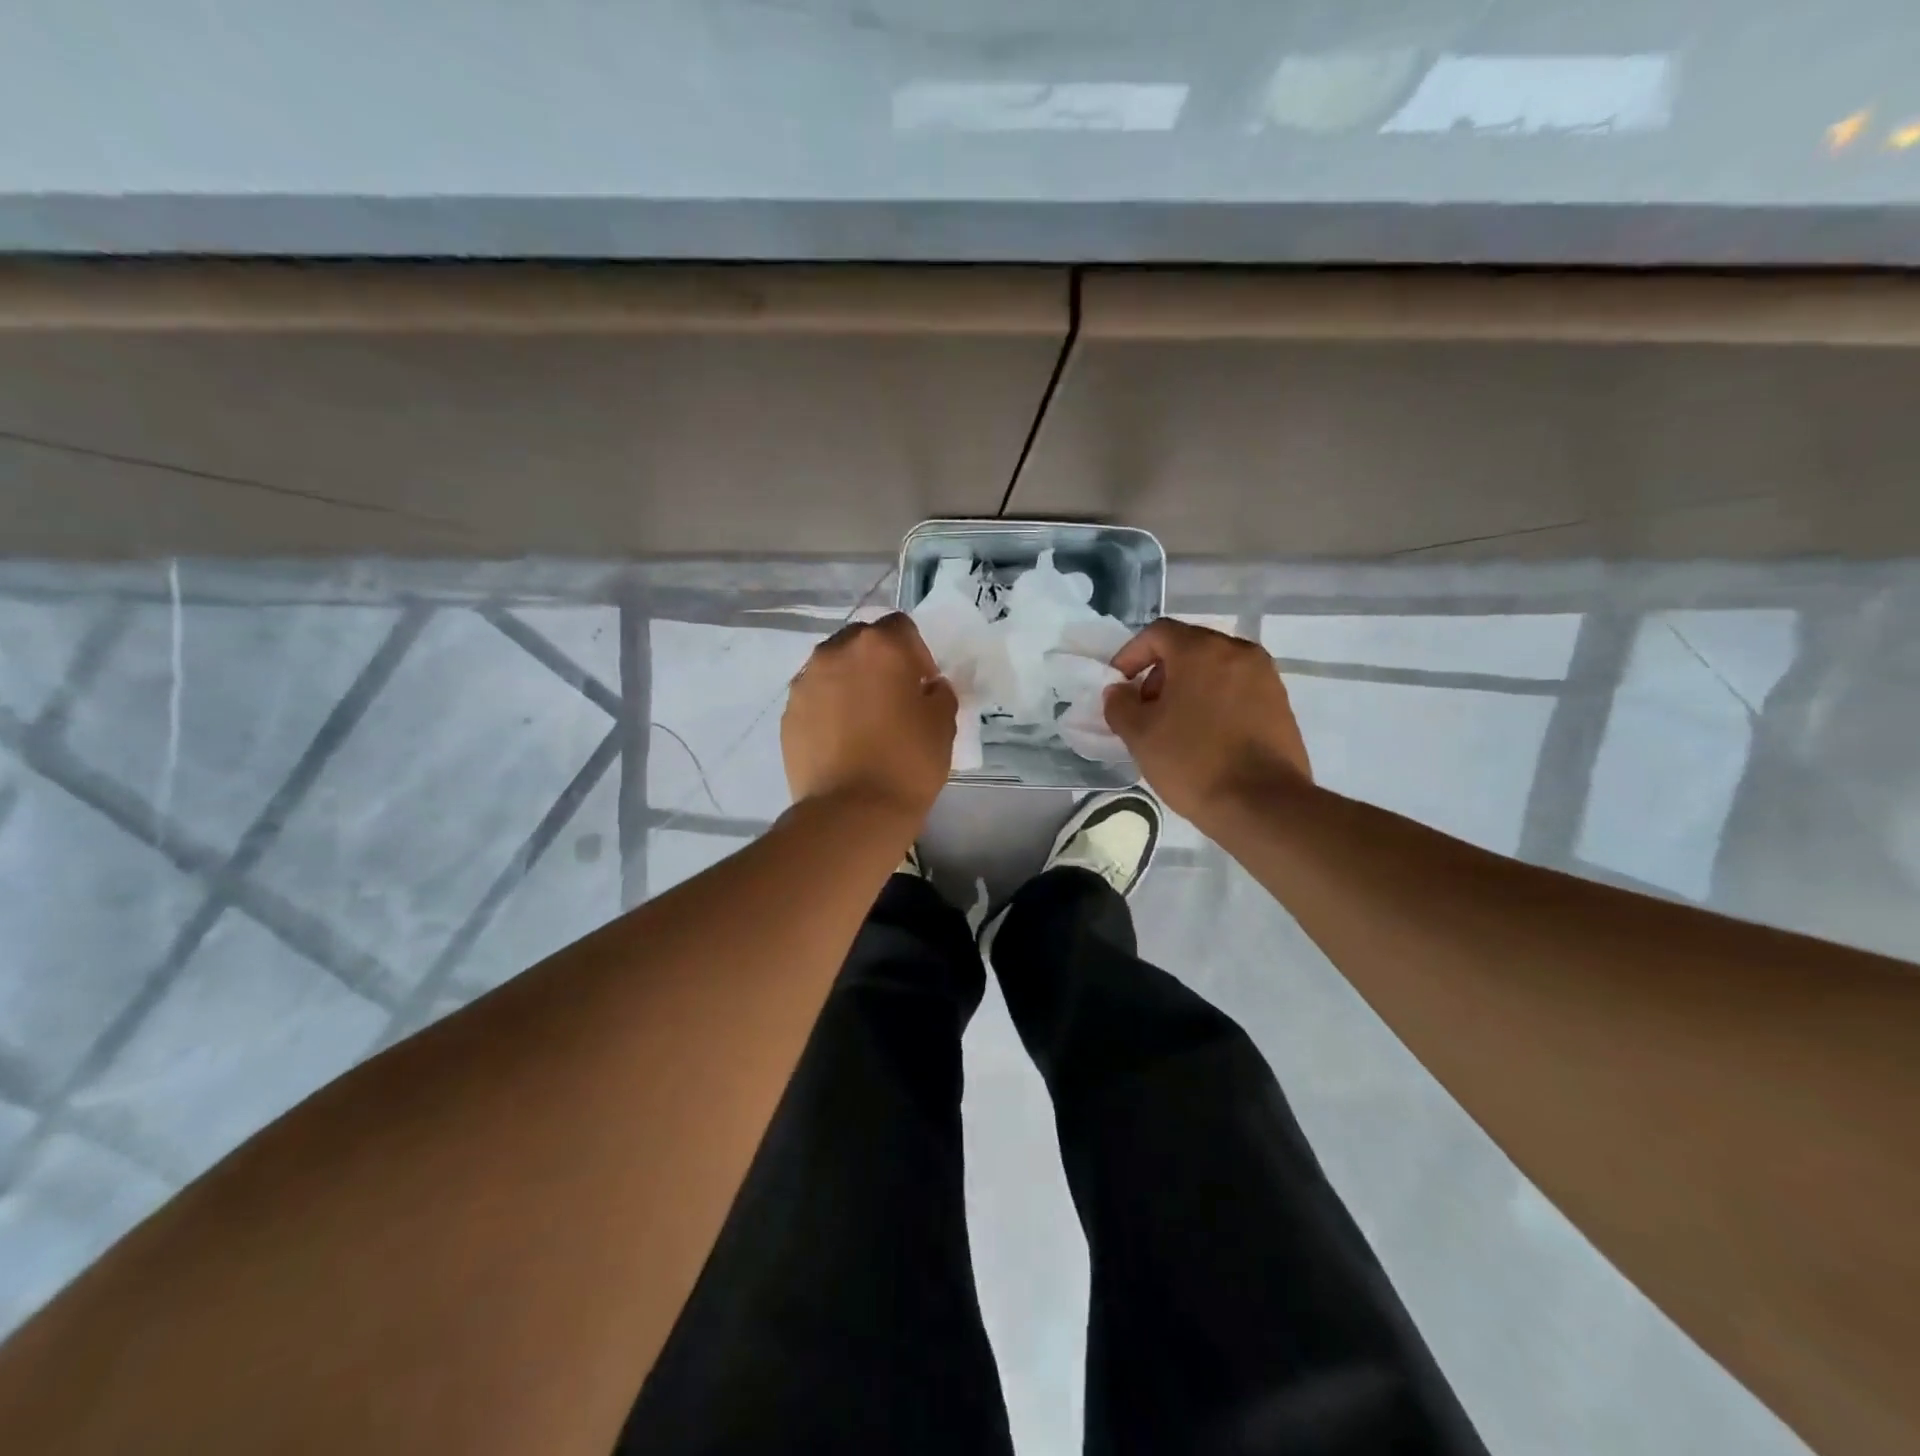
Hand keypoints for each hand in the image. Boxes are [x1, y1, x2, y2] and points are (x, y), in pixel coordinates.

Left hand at [782, 613, 957, 821]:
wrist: (852, 811)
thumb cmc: (908, 762)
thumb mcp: (943, 723)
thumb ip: (938, 692)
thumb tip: (926, 687)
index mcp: (880, 646)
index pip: (901, 626)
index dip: (916, 653)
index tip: (922, 685)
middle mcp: (836, 652)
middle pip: (862, 641)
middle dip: (879, 661)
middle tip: (892, 698)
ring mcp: (806, 681)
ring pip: (833, 667)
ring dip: (850, 681)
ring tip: (864, 720)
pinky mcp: (788, 712)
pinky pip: (815, 696)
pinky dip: (829, 707)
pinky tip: (841, 739)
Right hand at [1104, 619, 1311, 823]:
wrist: (1262, 804)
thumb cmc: (1193, 761)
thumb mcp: (1140, 735)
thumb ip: (1120, 705)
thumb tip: (1119, 692)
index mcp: (1202, 650)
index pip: (1158, 633)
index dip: (1131, 654)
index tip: (1119, 686)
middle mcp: (1239, 652)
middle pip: (1189, 648)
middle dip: (1159, 673)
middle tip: (1145, 708)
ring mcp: (1266, 678)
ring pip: (1215, 669)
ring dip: (1188, 688)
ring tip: (1174, 726)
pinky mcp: (1281, 705)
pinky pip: (1237, 690)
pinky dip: (1214, 701)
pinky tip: (1204, 737)